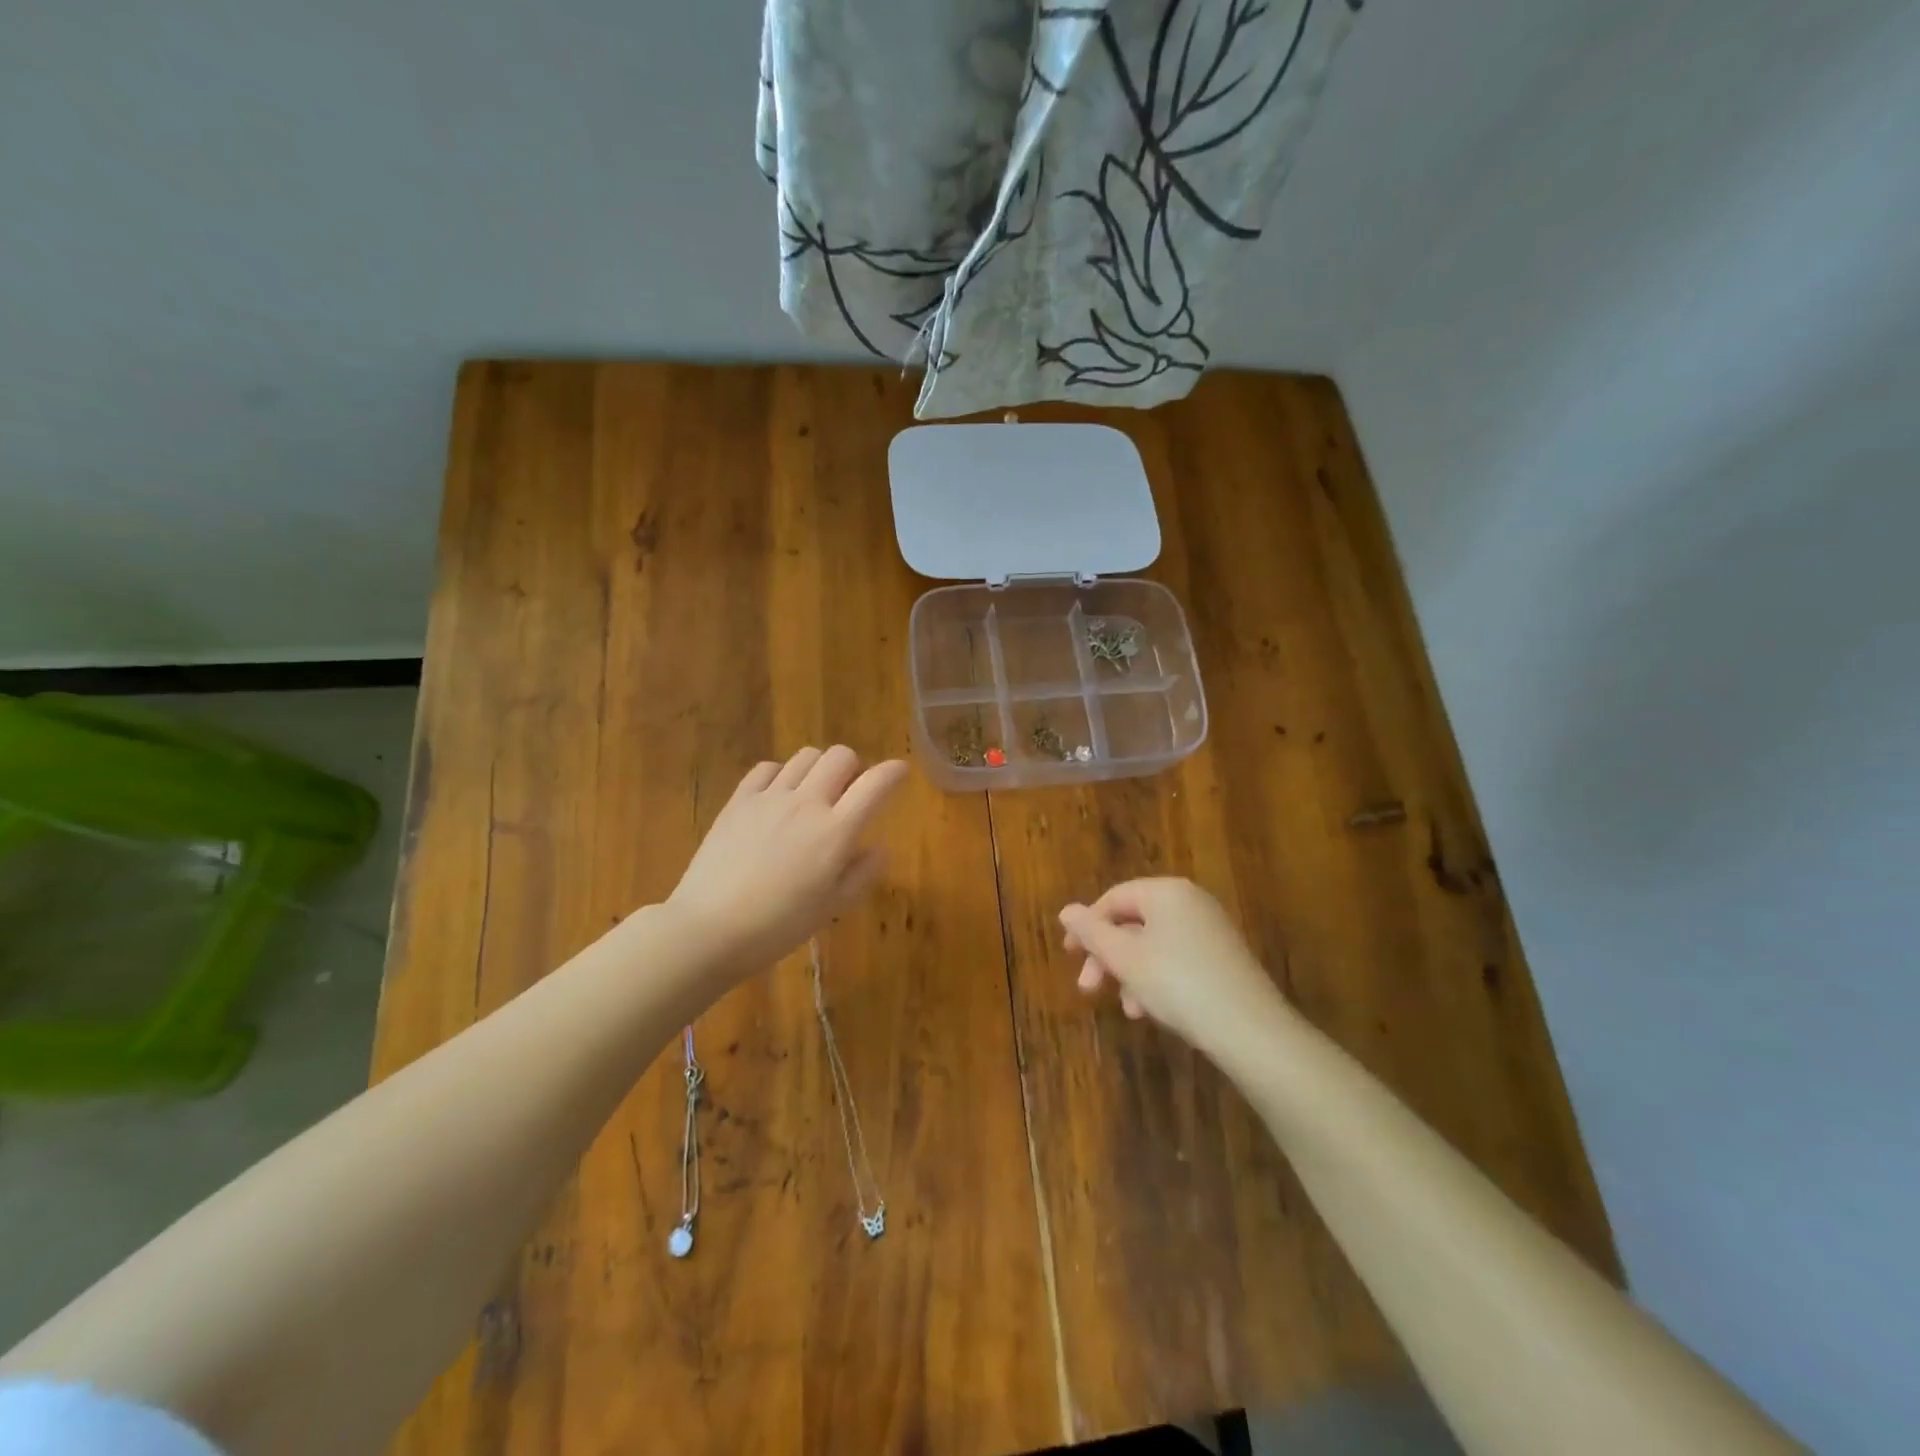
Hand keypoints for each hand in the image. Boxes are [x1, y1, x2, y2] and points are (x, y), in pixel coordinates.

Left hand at [667, 747, 908, 974]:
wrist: (708, 929)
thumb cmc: (778, 926)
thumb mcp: (832, 908)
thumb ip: (862, 873)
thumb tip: (879, 848)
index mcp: (835, 831)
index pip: (875, 784)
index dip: (894, 772)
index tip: (900, 772)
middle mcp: (806, 803)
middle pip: (841, 756)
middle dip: (855, 767)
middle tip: (850, 792)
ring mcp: (769, 797)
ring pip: (806, 755)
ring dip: (820, 768)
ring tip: (814, 793)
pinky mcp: (739, 800)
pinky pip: (767, 767)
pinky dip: (782, 773)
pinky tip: (779, 796)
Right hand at [1060, 878, 1289, 1051]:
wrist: (1250, 1030)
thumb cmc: (1177, 983)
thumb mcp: (1125, 958)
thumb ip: (1091, 932)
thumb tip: (1066, 910)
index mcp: (1166, 891)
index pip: (1113, 898)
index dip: (1086, 926)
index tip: (1069, 956)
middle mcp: (1190, 902)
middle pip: (1133, 922)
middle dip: (1107, 957)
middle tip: (1088, 988)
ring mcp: (1210, 929)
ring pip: (1153, 946)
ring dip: (1130, 975)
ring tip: (1128, 1009)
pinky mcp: (1223, 958)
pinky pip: (1176, 960)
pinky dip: (1157, 980)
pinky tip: (1152, 1011)